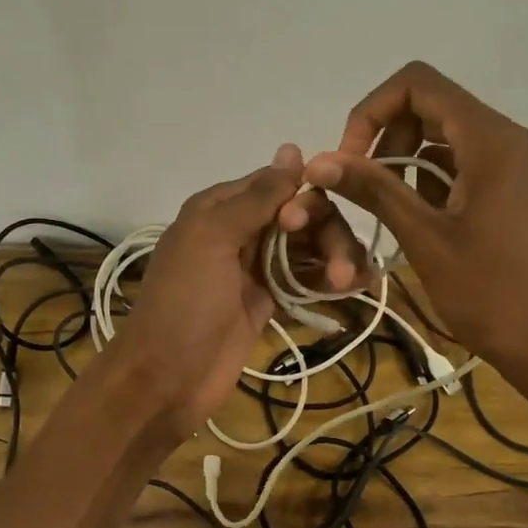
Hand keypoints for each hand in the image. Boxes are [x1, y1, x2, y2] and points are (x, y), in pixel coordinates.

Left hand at [108, 145, 366, 439]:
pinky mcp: (270, 302)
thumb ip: (255, 197)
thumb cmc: (185, 303)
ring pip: (310, 248)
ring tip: (348, 284)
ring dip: (336, 258)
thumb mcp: (212, 237)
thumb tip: (293, 149)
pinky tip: (359, 286)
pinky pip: (307, 281)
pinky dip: (332, 281)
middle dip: (327, 234)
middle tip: (340, 269)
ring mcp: (257, 269)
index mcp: (221, 208)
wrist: (168, 378)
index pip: (278, 185)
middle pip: (303, 217)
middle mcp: (242, 231)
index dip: (302, 199)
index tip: (301, 226)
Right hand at [304, 62, 527, 379]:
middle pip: (432, 106)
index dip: (372, 111)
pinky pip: (465, 164)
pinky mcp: (518, 189)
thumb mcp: (425, 239)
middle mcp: (509, 138)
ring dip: (406, 162)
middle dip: (386, 138)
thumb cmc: (491, 293)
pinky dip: (432, 180)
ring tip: (386, 210)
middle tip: (362, 189)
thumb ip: (374, 190)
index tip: (350, 160)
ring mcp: (518, 164)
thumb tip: (318, 160)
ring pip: (446, 137)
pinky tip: (417, 220)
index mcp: (491, 139)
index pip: (418, 84)